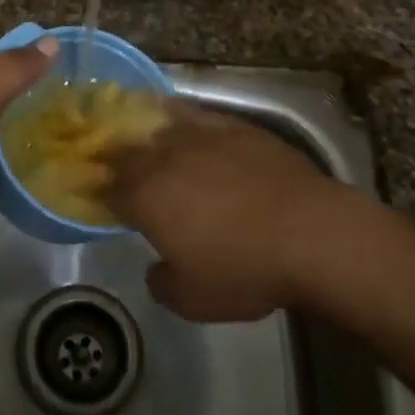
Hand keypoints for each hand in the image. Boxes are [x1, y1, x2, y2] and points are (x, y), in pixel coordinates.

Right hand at [106, 103, 354, 321]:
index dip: (103, 196)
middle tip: (118, 172)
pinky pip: (193, 114)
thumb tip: (156, 269)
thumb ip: (162, 283)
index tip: (106, 203)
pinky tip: (179, 120)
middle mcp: (164, 157)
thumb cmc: (246, 270)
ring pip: (157, 125)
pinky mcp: (232, 126)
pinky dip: (178, 117)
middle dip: (116, 161)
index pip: (109, 189)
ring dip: (143, 134)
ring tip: (143, 140)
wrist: (312, 233)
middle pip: (127, 151)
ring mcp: (199, 135)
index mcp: (145, 197)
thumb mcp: (194, 300)